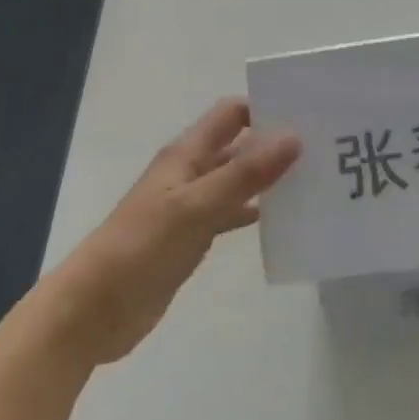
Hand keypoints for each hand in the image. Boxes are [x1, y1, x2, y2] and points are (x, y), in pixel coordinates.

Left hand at [37, 99, 299, 366]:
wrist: (94, 310)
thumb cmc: (142, 248)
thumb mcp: (196, 207)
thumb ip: (244, 174)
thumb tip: (293, 136)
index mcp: (187, 154)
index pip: (231, 114)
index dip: (264, 109)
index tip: (307, 116)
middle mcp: (190, 172)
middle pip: (237, 146)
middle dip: (274, 145)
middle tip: (324, 151)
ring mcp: (190, 206)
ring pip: (236, 181)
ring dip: (267, 180)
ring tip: (313, 183)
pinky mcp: (191, 237)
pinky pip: (229, 214)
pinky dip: (253, 213)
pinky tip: (282, 222)